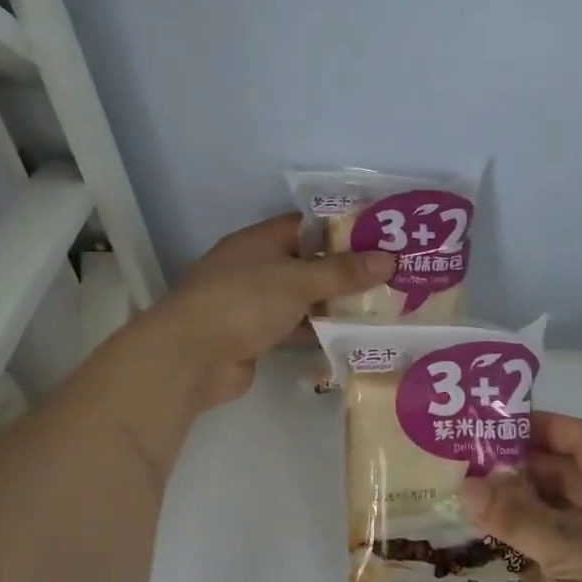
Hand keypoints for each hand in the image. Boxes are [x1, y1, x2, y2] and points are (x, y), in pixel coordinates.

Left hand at [148, 215, 394, 408]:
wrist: (191, 357)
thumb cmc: (243, 302)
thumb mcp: (298, 281)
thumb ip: (343, 272)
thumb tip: (389, 259)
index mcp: (260, 241)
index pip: (307, 225)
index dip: (343, 229)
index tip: (381, 237)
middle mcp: (256, 267)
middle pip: (308, 263)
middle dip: (345, 270)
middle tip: (391, 275)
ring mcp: (254, 303)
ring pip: (303, 298)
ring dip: (335, 303)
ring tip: (382, 305)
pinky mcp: (256, 336)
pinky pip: (295, 327)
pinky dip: (319, 330)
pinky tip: (353, 335)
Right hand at [461, 414, 581, 581]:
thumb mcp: (571, 552)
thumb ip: (517, 516)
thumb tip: (466, 484)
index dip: (540, 426)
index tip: (492, 427)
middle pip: (570, 474)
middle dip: (522, 469)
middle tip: (468, 467)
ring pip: (563, 513)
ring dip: (523, 507)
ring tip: (472, 503)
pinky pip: (564, 549)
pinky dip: (533, 543)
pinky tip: (497, 546)